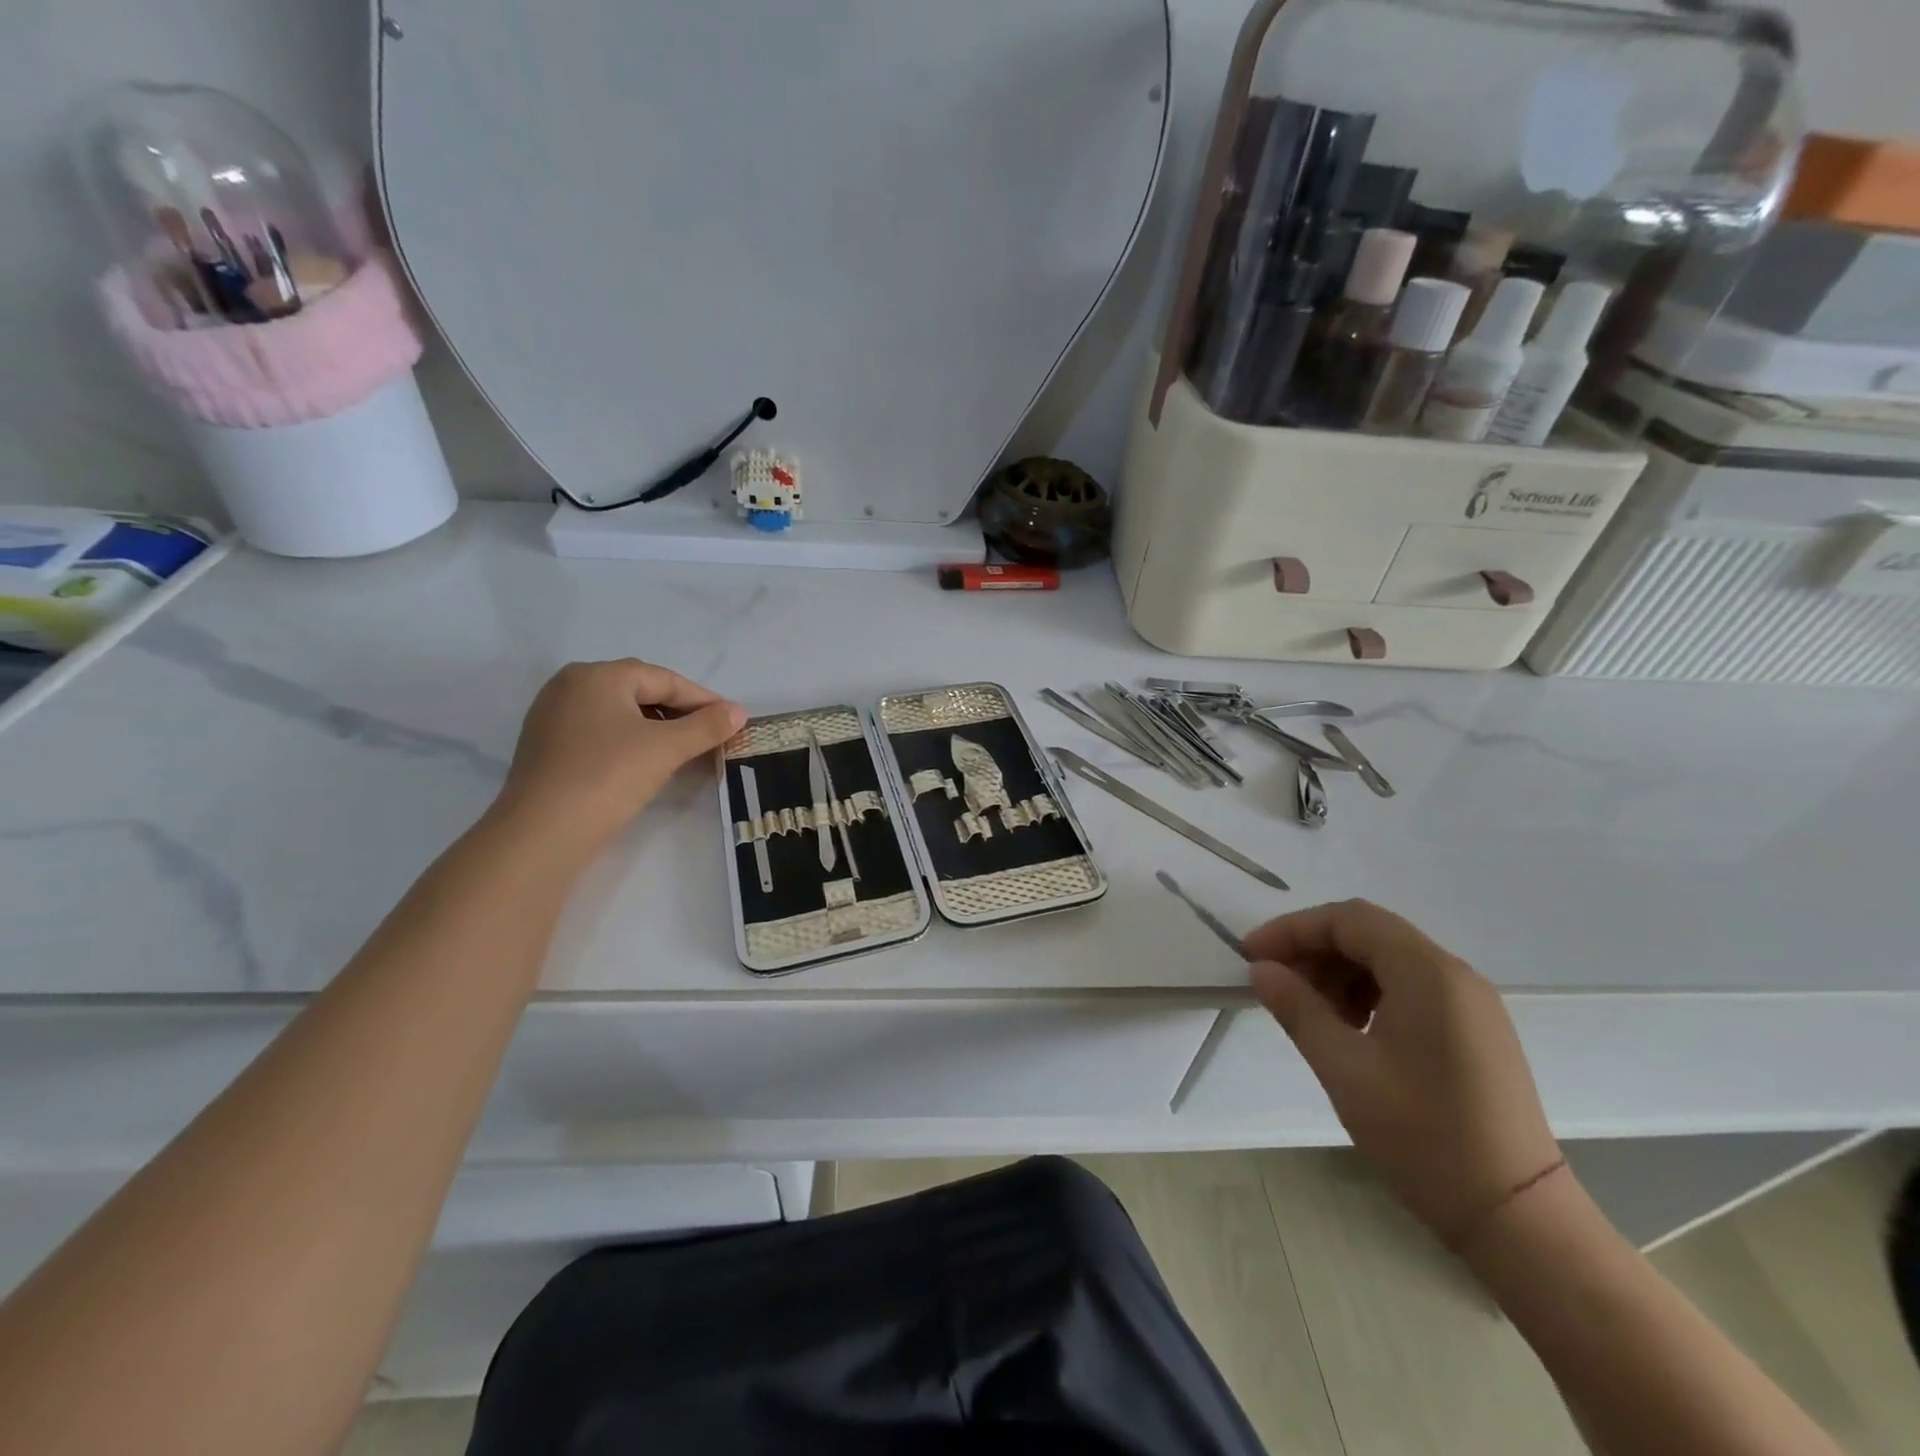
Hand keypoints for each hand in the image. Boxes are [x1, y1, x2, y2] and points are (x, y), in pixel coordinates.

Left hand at [495, 660, 744, 846]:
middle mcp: (570, 685)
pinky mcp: (546, 746)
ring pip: (619, 712)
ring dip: (656, 727)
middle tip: (711, 733)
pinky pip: (599, 731)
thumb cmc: (609, 777)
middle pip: (639, 691)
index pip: (663, 679)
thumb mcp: (667, 749)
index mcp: (597, 675)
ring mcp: (553, 716)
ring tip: (684, 749)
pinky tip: (646, 761)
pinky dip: (629, 740)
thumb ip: (706, 726)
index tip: (732, 719)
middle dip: (679, 711)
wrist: (543, 833)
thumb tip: (738, 711)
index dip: (702, 699)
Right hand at [1244, 900, 1560, 1246]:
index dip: (1293, 929)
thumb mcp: (1344, 1069)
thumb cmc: (1423, 1136)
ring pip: (1389, 960)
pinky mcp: (1475, 1030)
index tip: (1252, 955)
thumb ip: (1298, 1009)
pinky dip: (1369, 993)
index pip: (1348, 920)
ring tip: (1309, 1012)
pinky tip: (1349, 1029)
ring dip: (1340, 972)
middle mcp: (1454, 974)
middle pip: (1370, 934)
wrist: (1517, 1218)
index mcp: (1428, 973)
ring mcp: (1470, 1003)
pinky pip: (1411, 987)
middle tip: (1275, 983)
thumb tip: (1262, 970)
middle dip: (1314, 950)